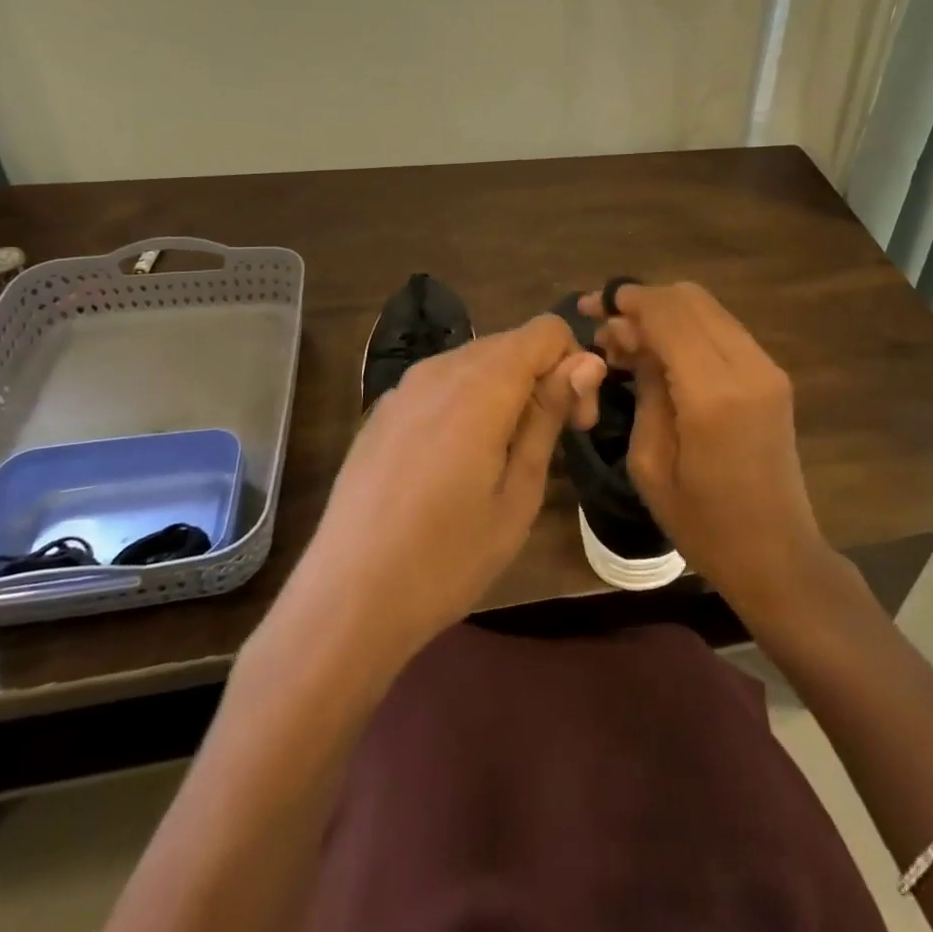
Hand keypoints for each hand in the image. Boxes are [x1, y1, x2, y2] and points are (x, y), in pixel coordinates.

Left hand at [291, 314, 604, 661]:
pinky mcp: (382, 411)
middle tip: (548, 446)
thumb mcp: (518, 493)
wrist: (346, 600)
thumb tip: (587, 361)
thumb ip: (549, 416)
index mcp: (481, 384)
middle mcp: (440, 369)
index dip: (574, 366)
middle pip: (512, 343)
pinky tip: (456, 463)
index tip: (576, 424)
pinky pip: (441, 385)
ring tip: (503, 458)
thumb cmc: (448, 558)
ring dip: (506, 391)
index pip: (547, 331)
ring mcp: (404, 387)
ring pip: (475, 362)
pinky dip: (468, 403)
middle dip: (544, 378)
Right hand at [578, 281, 830, 621]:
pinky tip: (663, 352)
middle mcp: (747, 366)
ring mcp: (767, 367)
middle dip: (645, 301)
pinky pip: (724, 329)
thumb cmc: (703, 524)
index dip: (628, 300)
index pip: (668, 313)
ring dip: (667, 313)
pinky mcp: (774, 375)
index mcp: (713, 393)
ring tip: (630, 342)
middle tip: (608, 328)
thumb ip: (644, 386)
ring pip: (708, 308)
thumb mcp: (650, 463)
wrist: (777, 555)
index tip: (593, 305)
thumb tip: (630, 337)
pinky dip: (689, 328)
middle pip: (690, 298)